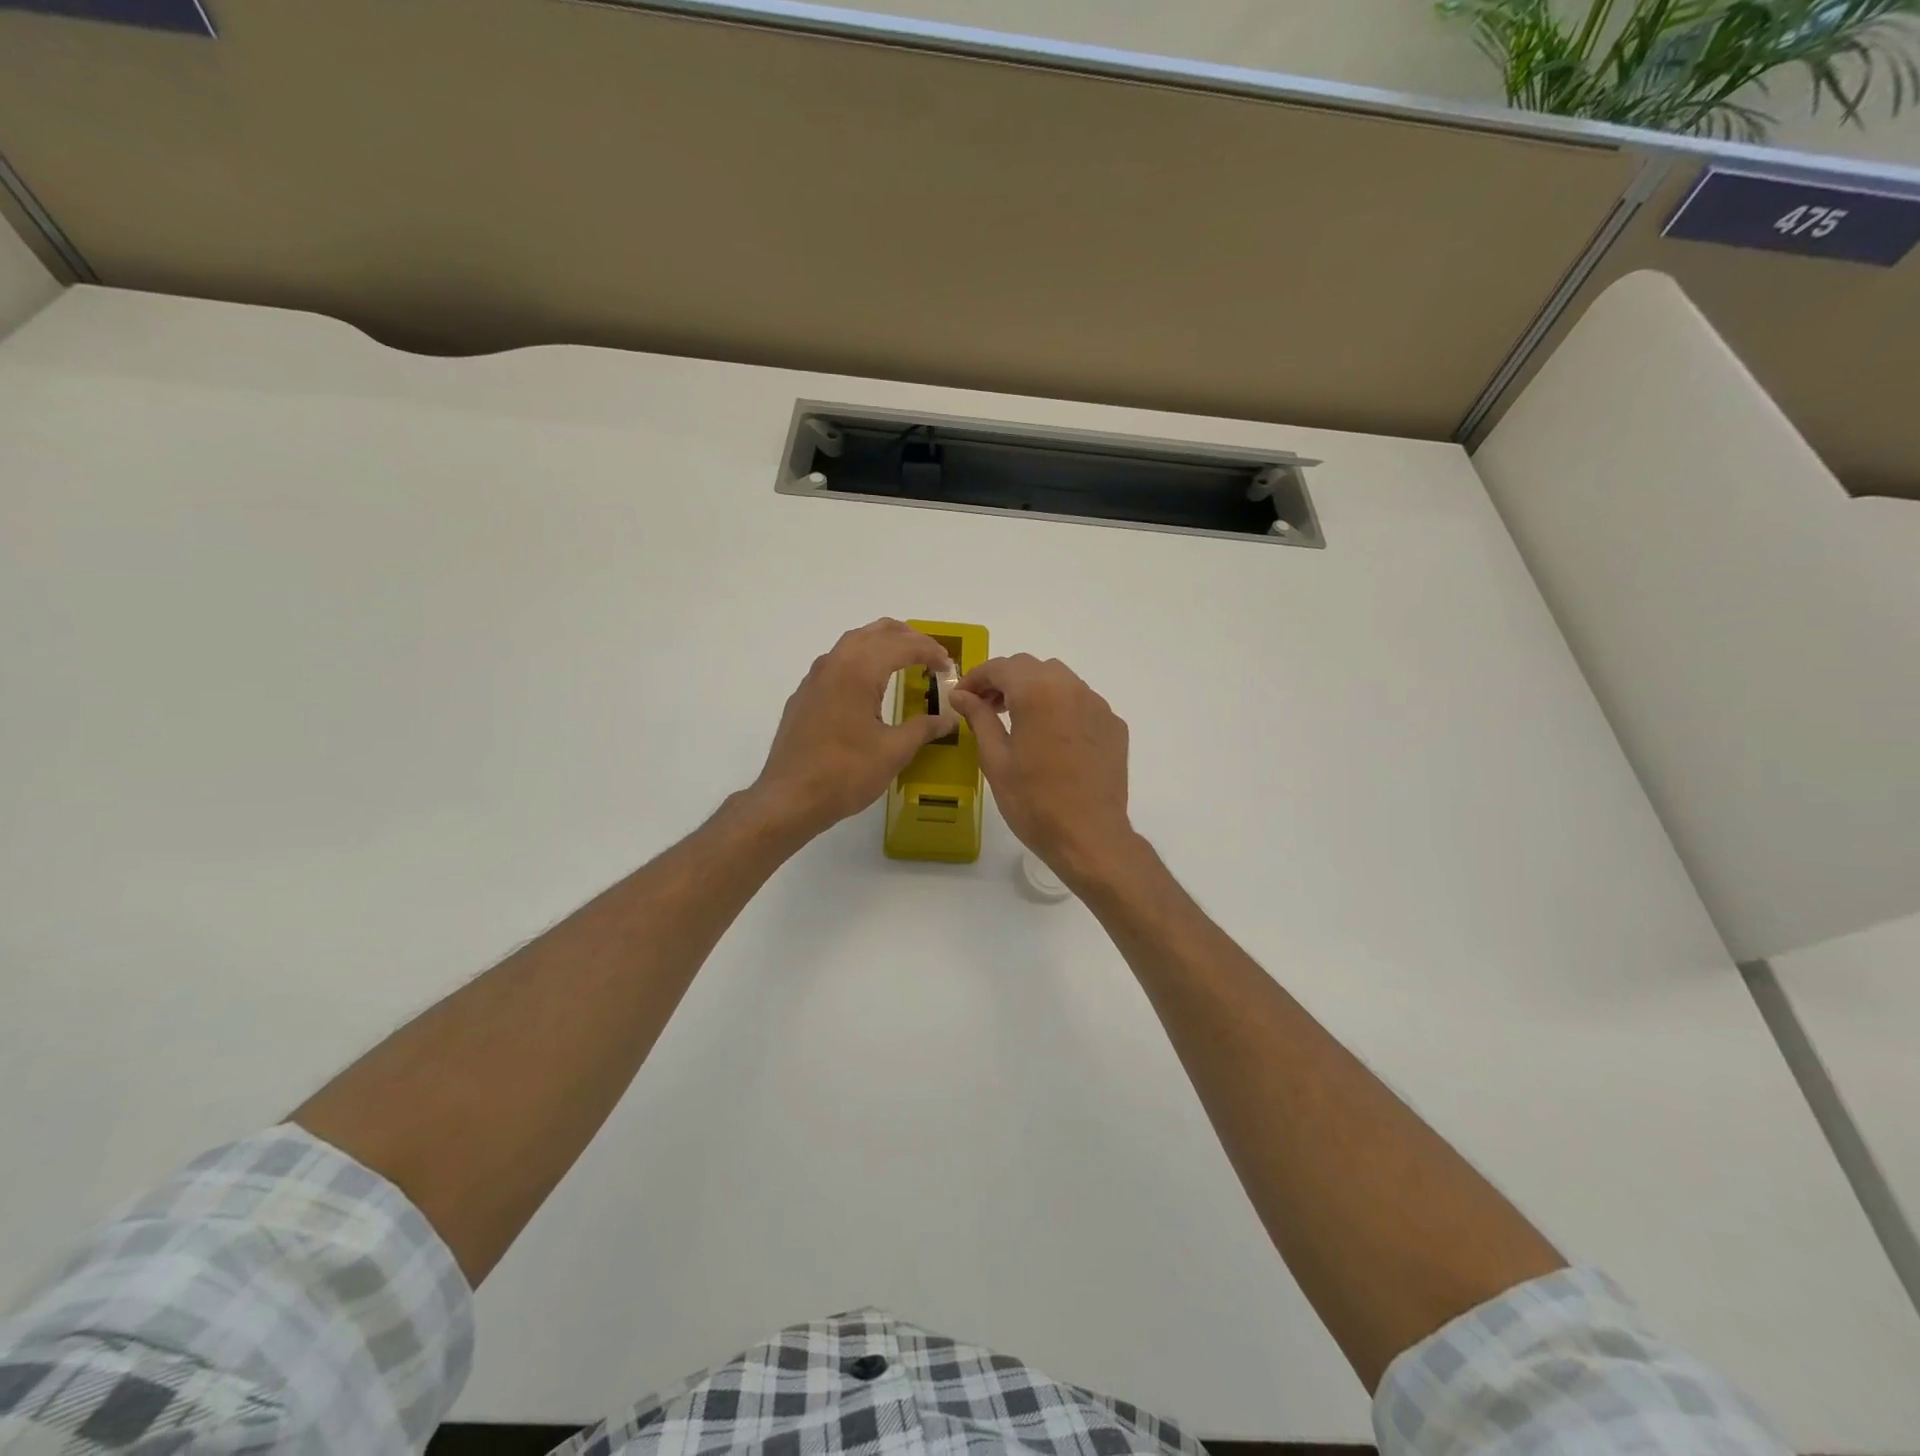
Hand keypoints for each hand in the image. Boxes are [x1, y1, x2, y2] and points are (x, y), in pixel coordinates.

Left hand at [750, 619, 958, 842]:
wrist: (790, 798)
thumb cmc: (846, 773)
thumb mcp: (894, 752)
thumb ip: (923, 729)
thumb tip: (948, 719)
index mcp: (858, 671)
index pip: (902, 645)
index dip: (930, 651)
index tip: (948, 667)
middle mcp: (835, 663)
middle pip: (876, 633)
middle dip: (908, 638)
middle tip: (931, 656)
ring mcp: (814, 678)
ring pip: (853, 643)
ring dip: (882, 644)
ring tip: (905, 661)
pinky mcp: (804, 696)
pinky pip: (837, 663)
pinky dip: (861, 661)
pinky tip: (869, 686)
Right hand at [949, 654, 1137, 887]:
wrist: (1089, 837)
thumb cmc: (1034, 801)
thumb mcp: (996, 760)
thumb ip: (979, 718)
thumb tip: (962, 695)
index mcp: (1038, 692)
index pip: (1001, 667)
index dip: (976, 678)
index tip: (962, 697)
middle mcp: (1072, 688)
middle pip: (1032, 667)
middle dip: (1005, 681)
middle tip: (986, 707)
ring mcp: (1098, 706)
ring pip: (1060, 680)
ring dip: (1034, 690)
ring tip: (1017, 720)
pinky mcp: (1113, 725)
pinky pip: (1081, 702)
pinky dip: (1060, 707)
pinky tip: (1050, 737)